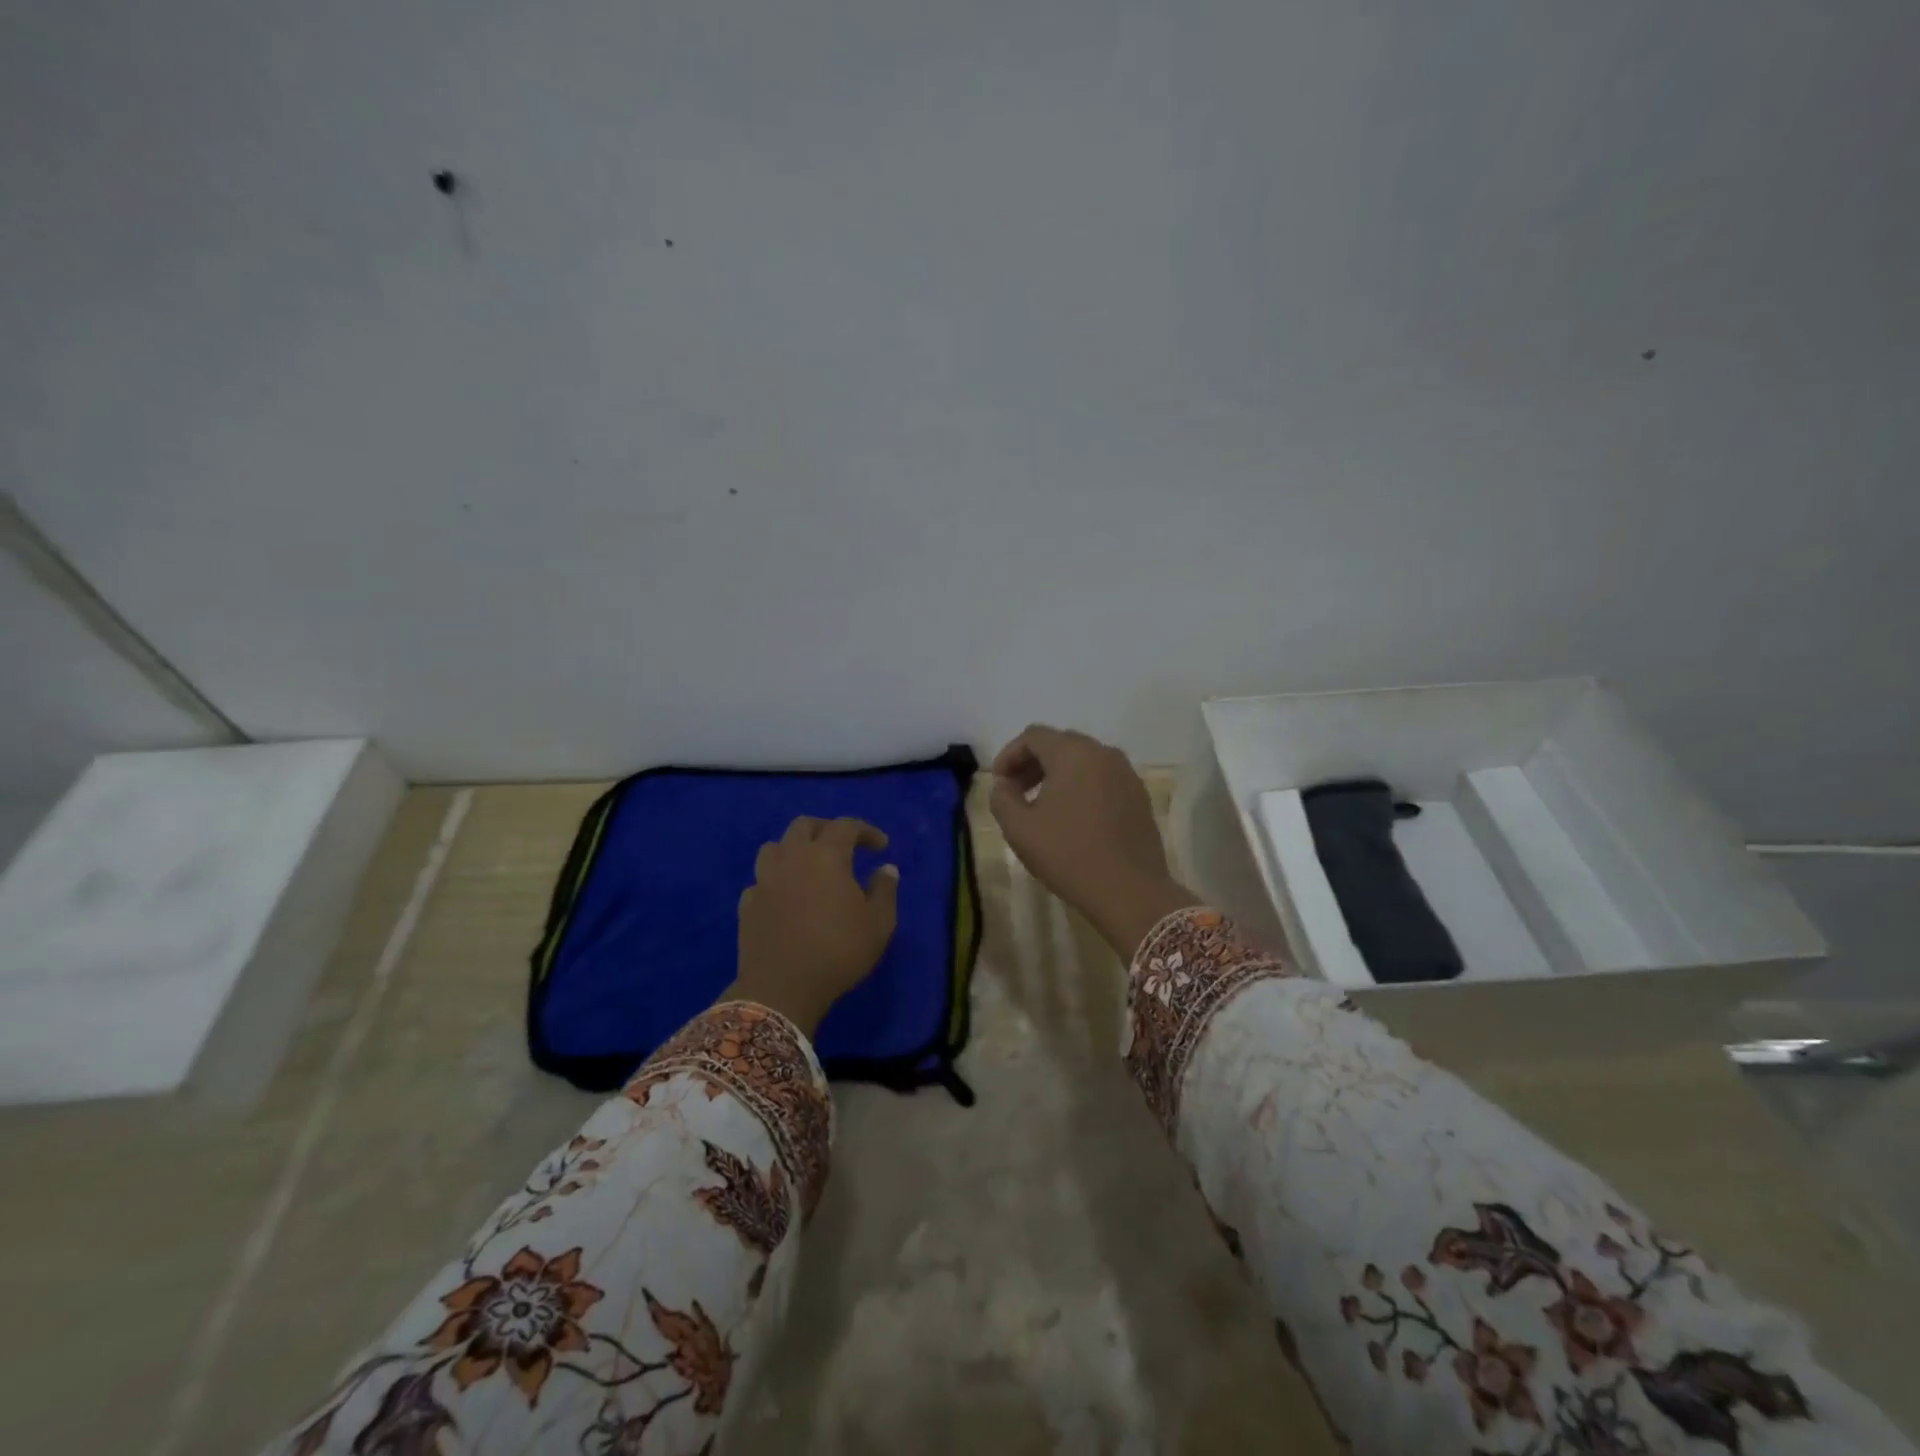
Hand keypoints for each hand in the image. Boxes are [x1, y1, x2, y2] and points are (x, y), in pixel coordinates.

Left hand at [728, 816, 899, 1034]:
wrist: (782, 989)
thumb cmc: (838, 951)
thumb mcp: (878, 923)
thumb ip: (885, 890)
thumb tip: (886, 869)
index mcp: (826, 856)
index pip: (846, 826)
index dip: (866, 831)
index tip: (881, 846)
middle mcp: (792, 858)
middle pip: (804, 825)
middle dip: (827, 829)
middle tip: (843, 845)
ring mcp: (764, 880)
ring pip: (774, 847)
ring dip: (794, 849)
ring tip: (808, 866)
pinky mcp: (748, 904)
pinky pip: (760, 881)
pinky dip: (775, 881)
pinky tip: (785, 897)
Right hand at [988, 726, 1197, 959]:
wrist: (1129, 891)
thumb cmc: (1069, 854)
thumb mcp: (1019, 828)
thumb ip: (1002, 798)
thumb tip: (1004, 784)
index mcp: (1073, 753)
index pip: (1033, 736)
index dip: (1009, 754)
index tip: (998, 783)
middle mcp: (1103, 753)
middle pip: (1060, 744)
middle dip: (1033, 763)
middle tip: (1015, 791)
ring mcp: (1126, 773)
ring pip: (1083, 761)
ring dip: (1057, 775)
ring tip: (1042, 805)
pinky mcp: (1139, 795)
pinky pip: (1103, 778)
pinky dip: (1082, 786)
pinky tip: (1073, 817)